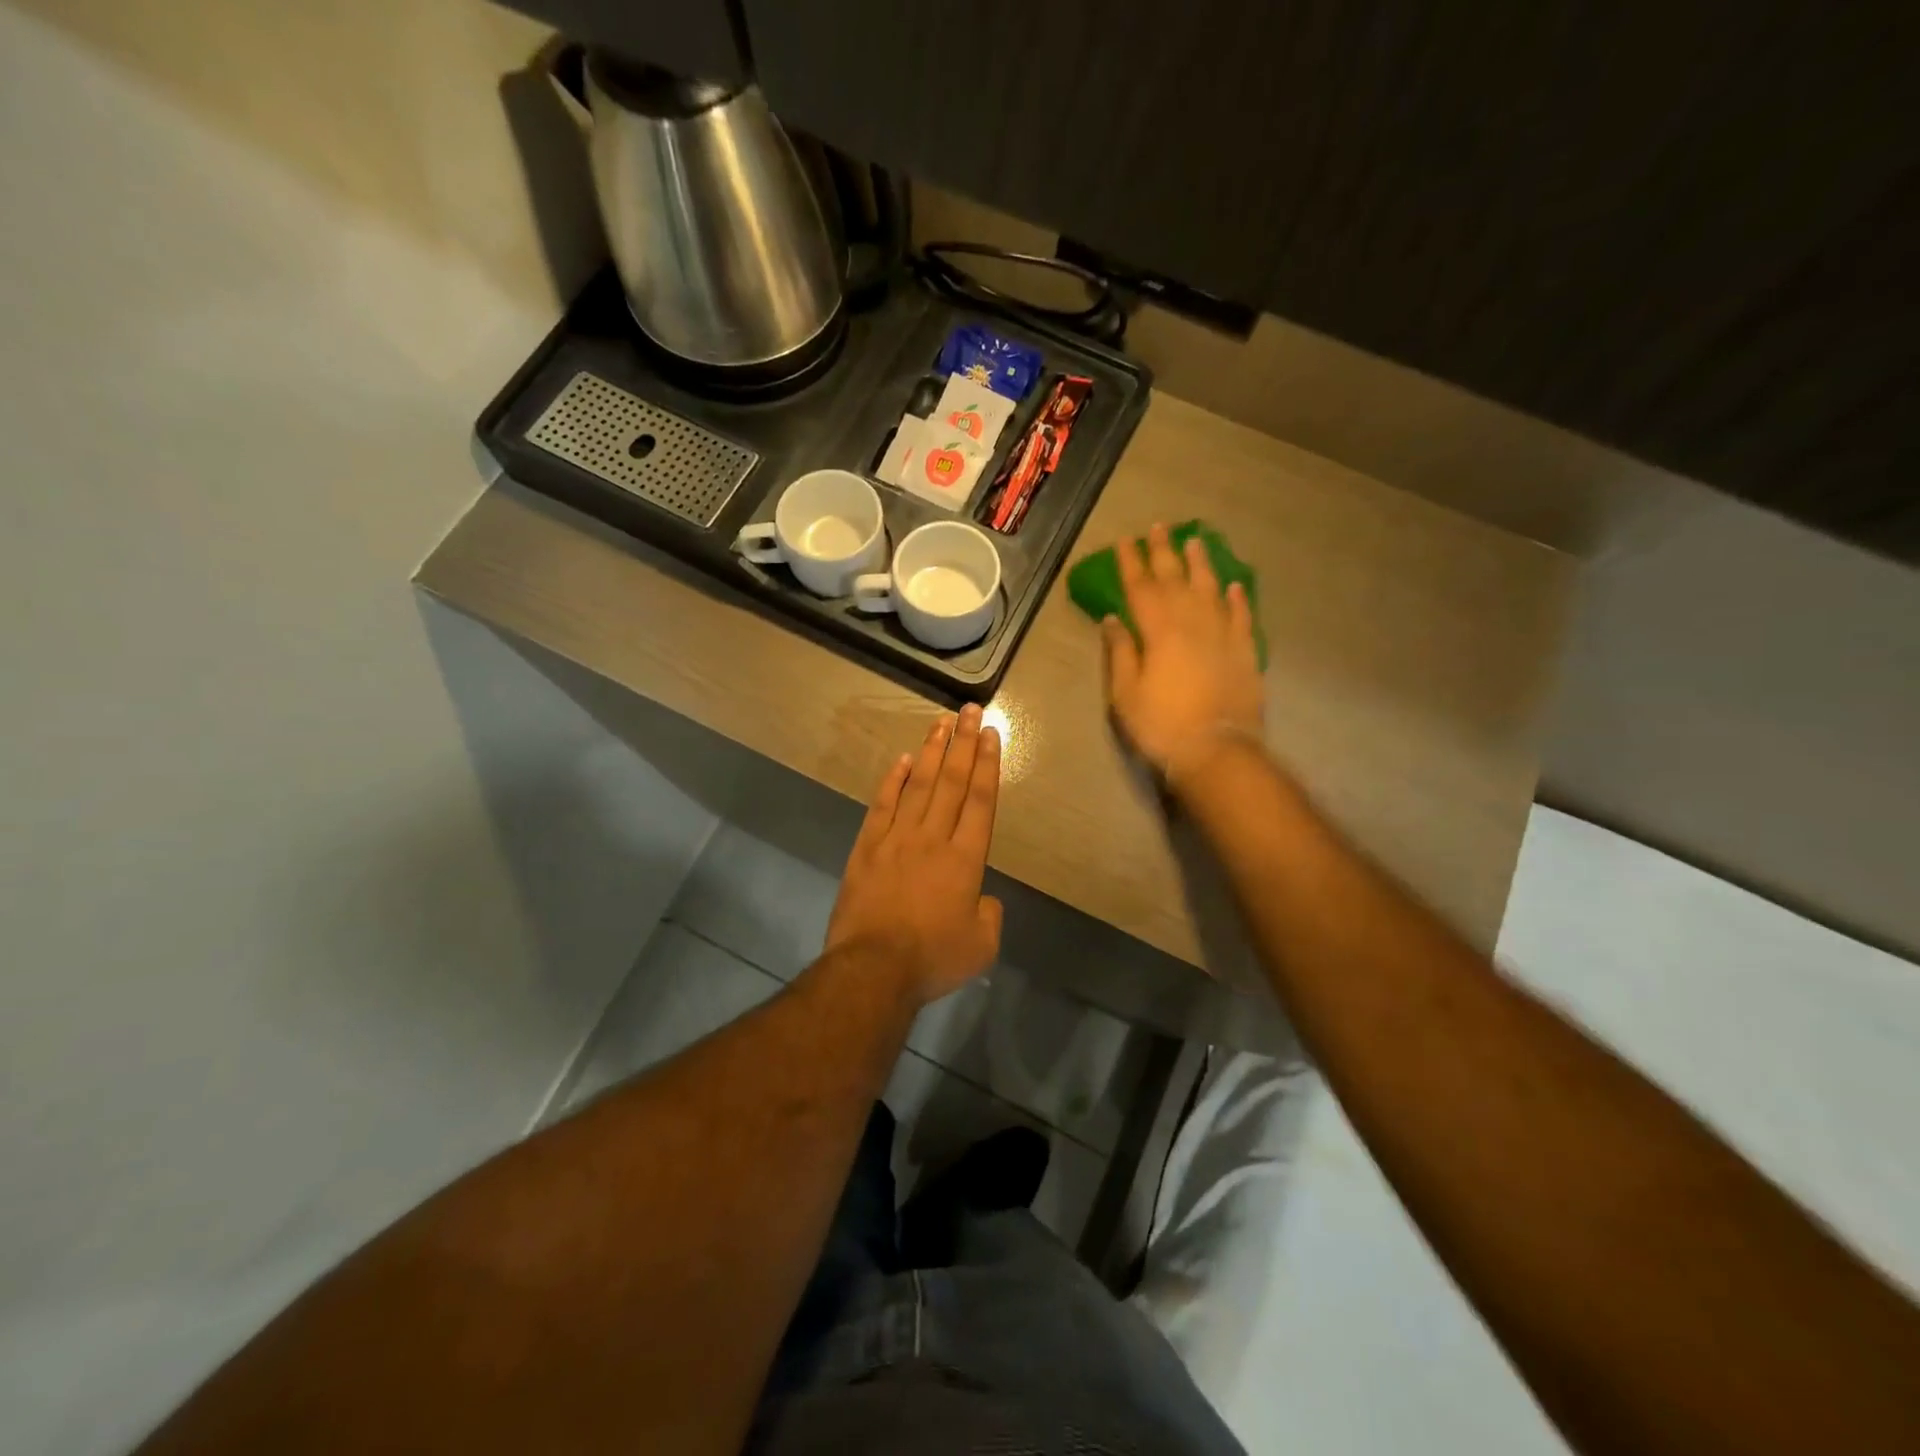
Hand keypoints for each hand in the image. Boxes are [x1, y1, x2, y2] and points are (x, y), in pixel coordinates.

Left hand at [826, 705, 1003, 1006]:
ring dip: (931, 751)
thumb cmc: (933, 959)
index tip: (989, 733)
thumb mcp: (981, 945)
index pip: (980, 800)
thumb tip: (982, 898)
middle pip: (951, 781)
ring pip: (917, 784)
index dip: (987, 764)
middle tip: (969, 710)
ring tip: (940, 722)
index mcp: (966, 859)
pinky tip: (901, 759)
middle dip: (962, 743)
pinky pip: (882, 804)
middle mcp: (933, 838)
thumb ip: (989, 915)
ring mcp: (896, 838)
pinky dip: (892, 780)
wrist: (873, 969)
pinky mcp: (866, 847)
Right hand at [1103, 522, 1263, 784]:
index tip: (1125, 541)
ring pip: (1211, 589)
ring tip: (1195, 542)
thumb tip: (1113, 620)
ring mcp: (1223, 636)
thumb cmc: (1162, 725)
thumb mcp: (1125, 694)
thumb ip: (1120, 653)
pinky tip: (1233, 585)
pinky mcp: (1245, 652)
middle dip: (1164, 552)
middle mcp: (1192, 623)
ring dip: (1201, 564)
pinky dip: (1237, 598)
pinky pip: (1241, 616)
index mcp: (1159, 632)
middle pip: (1176, 580)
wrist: (1217, 751)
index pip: (1141, 588)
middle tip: (1158, 528)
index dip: (1132, 563)